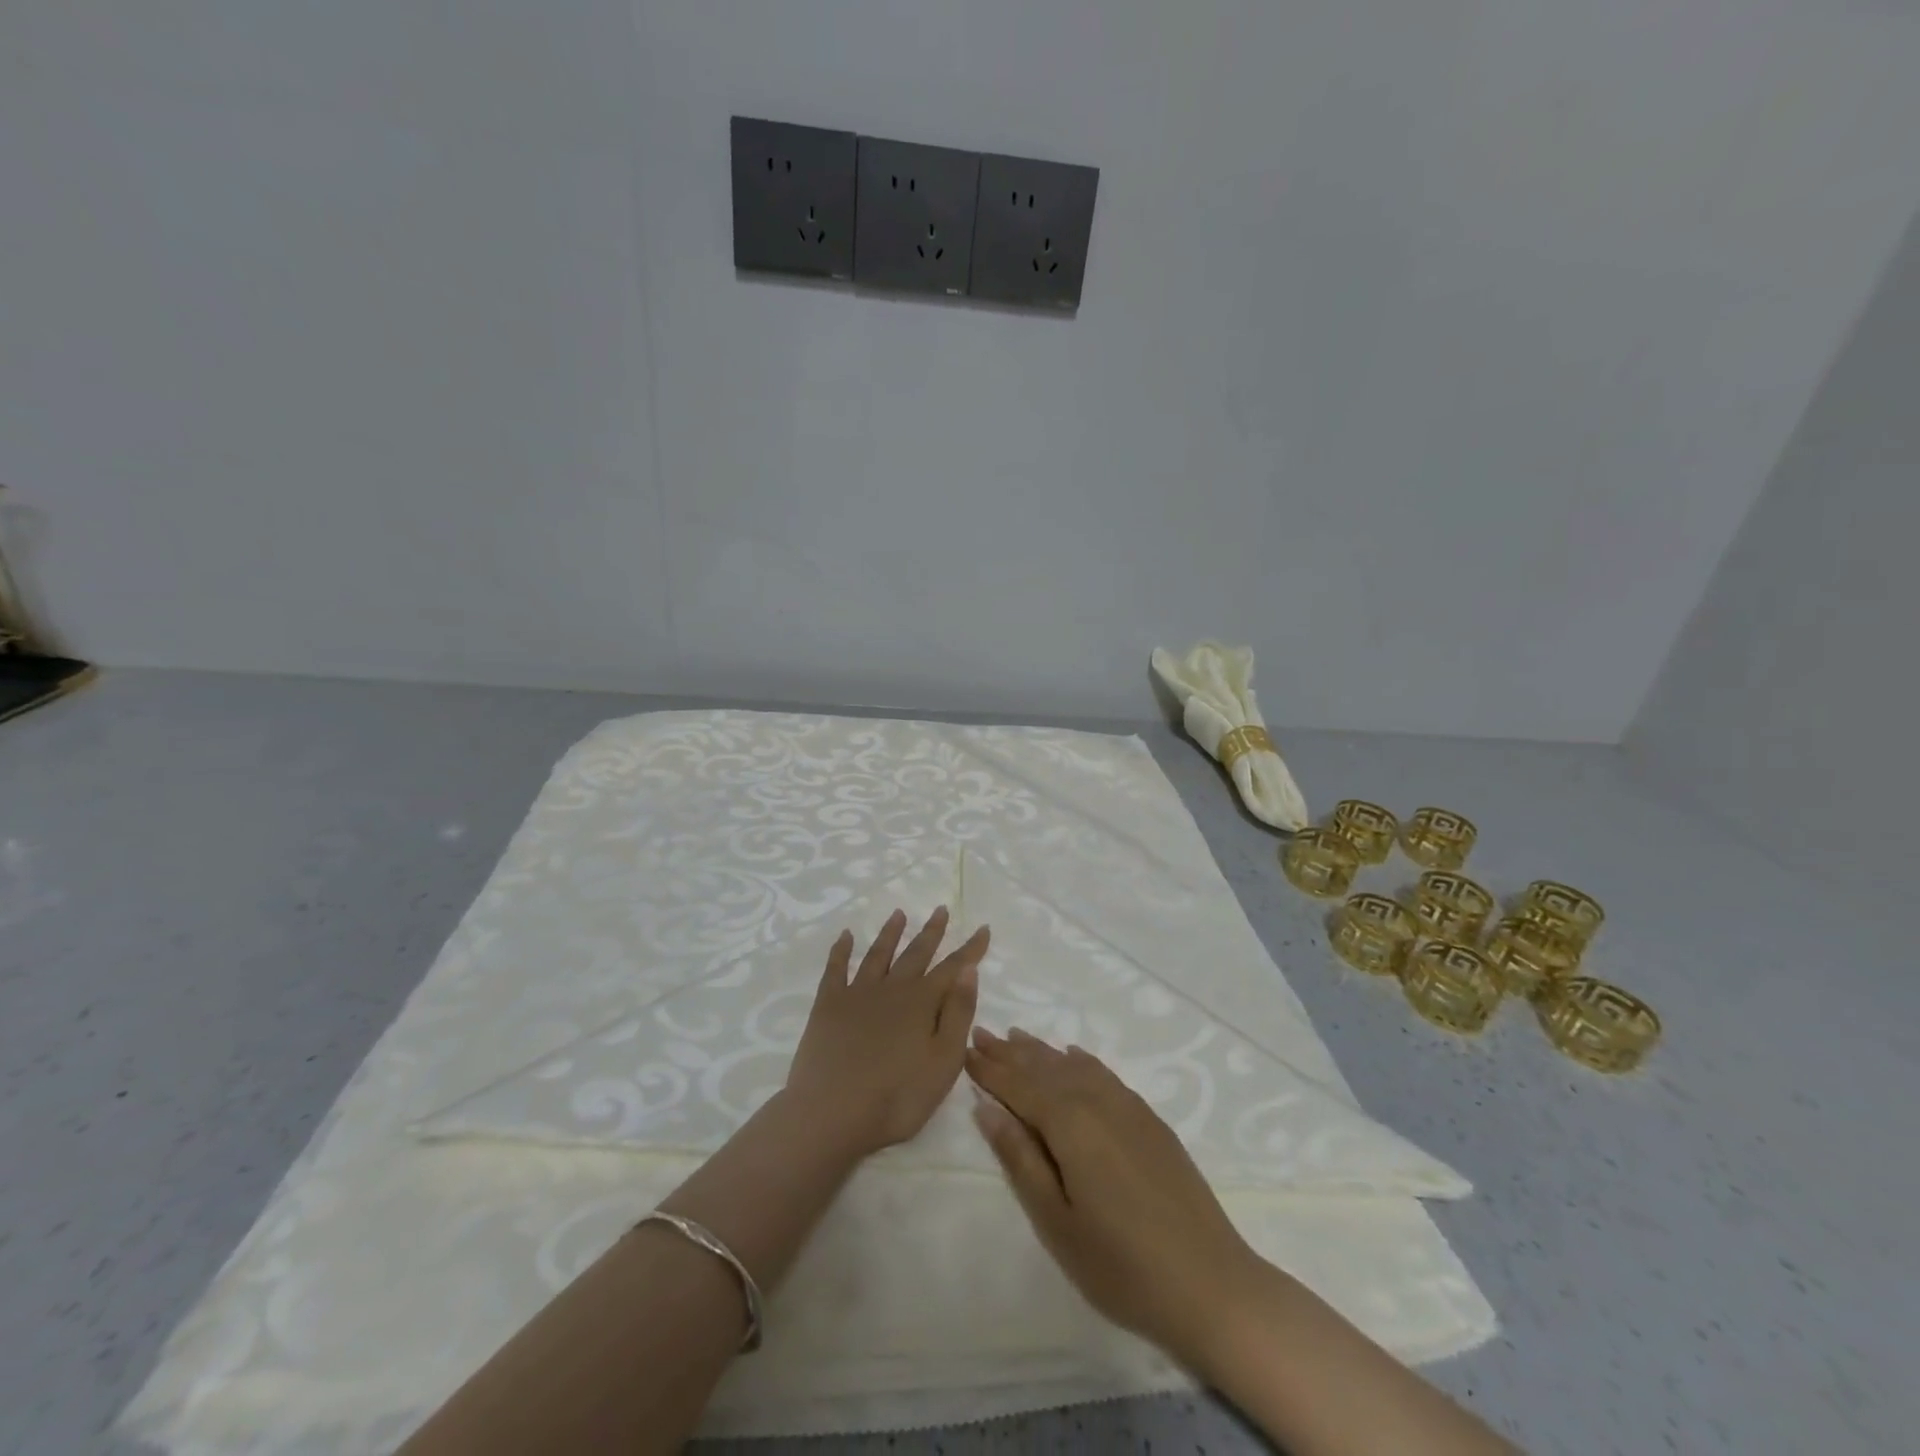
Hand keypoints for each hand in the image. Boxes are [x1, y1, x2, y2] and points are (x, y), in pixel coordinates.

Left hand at [784, 907, 987, 1158]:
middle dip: (931, 932)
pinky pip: (835, 968)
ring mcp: (857, 993)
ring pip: (878, 954)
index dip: (970, 949)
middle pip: (916, 953)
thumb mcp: (944, 1063)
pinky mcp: (828, 1005)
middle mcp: (892, 988)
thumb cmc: (897, 1097)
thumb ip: (958, 1014)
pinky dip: (841, 950)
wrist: (832, 1112)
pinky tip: (845, 936)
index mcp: (922, 1003)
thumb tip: (969, 971)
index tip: (983, 928)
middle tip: (941, 909)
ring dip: (890, 933)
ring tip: (899, 914)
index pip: (953, 968)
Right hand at [966, 1027, 1257, 1370]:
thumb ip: (1020, 1158)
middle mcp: (1097, 1101)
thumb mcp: (1056, 1221)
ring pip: (1074, 1066)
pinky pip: (1105, 1075)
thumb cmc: (1121, 1265)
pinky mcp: (1150, 1119)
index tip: (965, 1049)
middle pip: (1045, 1068)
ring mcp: (1128, 1107)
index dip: (990, 1070)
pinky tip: (1072, 1056)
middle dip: (1011, 1052)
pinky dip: (1082, 1061)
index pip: (1019, 1086)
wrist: (1210, 1284)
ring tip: (1016, 1037)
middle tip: (982, 1034)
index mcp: (1070, 1123)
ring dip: (1042, 1052)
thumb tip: (986, 1108)